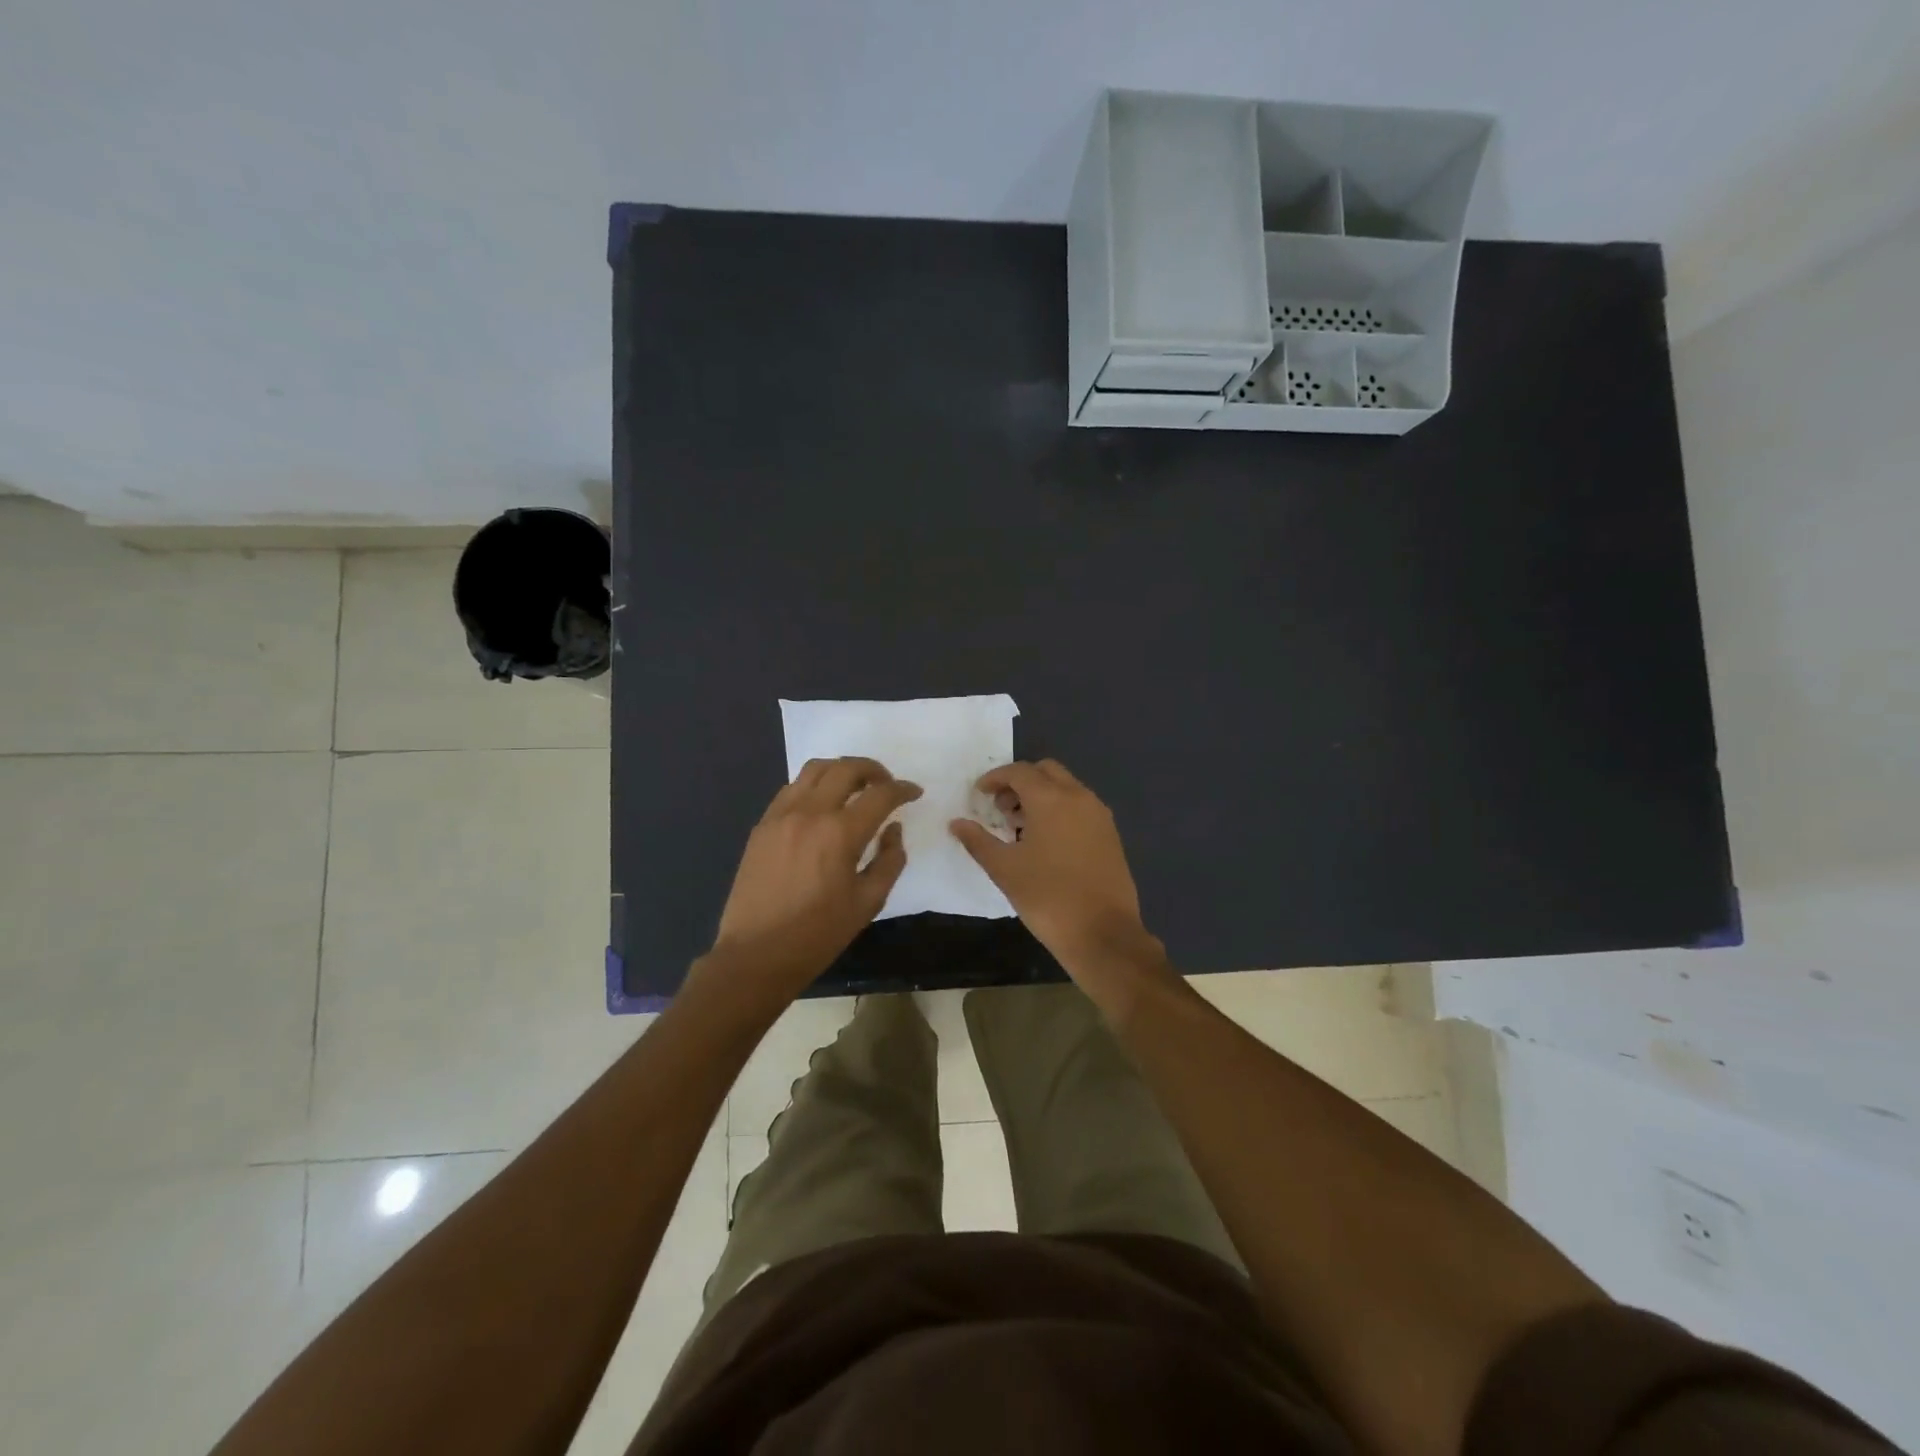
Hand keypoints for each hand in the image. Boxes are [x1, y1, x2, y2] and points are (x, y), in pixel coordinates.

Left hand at [701, 757, 920, 1008]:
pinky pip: (792, 788)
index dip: (903, 789)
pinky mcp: (763, 824)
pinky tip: (823, 804)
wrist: (756, 954)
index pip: (880, 794)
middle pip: (846, 768)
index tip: (914, 793)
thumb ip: (890, 860)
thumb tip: (893, 830)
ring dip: (841, 769)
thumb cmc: (818, 934)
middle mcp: (810, 812)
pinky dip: (814, 785)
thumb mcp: (868, 902)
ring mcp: (781, 815)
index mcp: (840, 833)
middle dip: (873, 769)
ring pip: (815, 769)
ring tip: (855, 786)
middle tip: (887, 784)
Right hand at [949, 760, 1168, 996]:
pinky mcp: (1110, 834)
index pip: (1019, 771)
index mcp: (1051, 799)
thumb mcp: (1004, 869)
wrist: (1103, 933)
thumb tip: (957, 823)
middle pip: (1046, 771)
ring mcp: (1099, 815)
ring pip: (1066, 787)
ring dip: (1041, 795)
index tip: (979, 794)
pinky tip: (1046, 842)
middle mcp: (1079, 797)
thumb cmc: (1047, 897)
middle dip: (1020, 782)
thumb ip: (978, 841)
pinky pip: (1081, 806)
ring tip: (1020, 827)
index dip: (995, 778)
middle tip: (1001, 808)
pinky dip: (1060, 809)